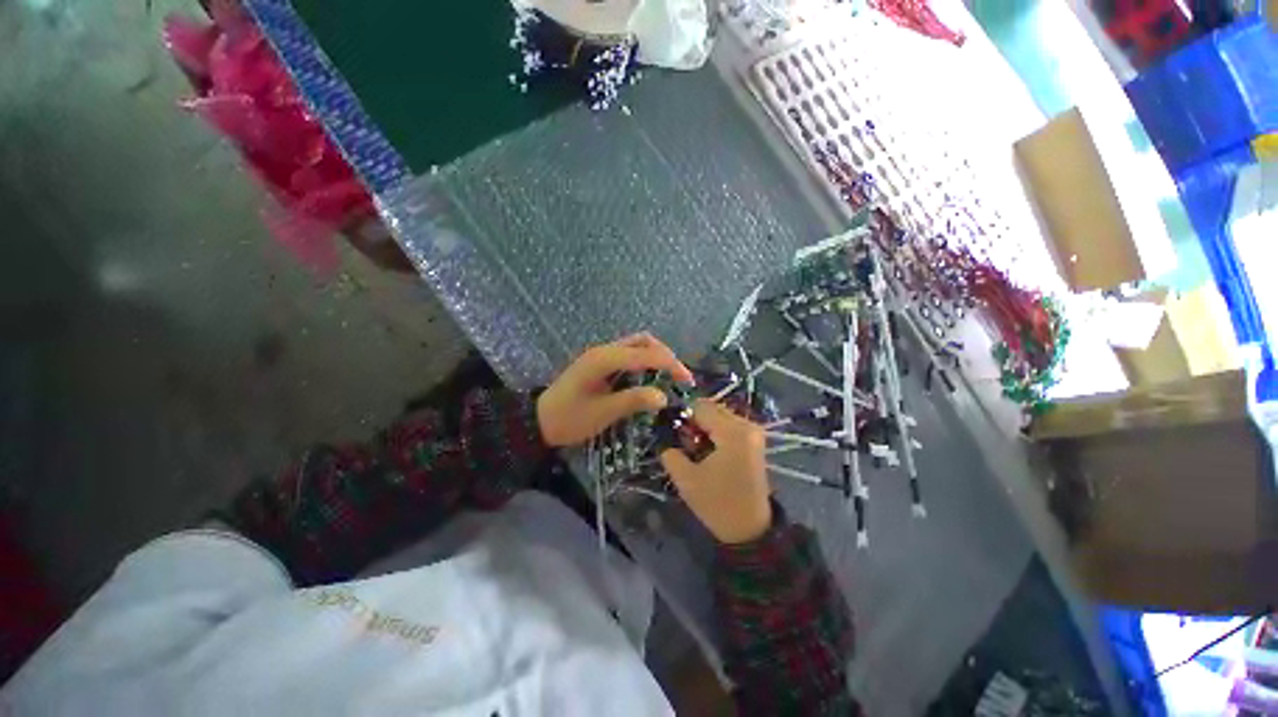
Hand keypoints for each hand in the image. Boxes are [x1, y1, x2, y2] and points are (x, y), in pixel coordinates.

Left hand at [537, 333, 694, 447]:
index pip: (646, 354)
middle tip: (679, 377)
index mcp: (604, 359)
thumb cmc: (570, 419)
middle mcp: (604, 350)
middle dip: (665, 355)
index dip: (670, 364)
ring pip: (636, 345)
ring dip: (656, 357)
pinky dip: (645, 362)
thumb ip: (633, 401)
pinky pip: (629, 355)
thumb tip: (663, 397)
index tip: (687, 381)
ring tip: (669, 377)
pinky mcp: (600, 363)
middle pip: (643, 341)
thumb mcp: (603, 413)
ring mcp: (601, 355)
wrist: (539, 421)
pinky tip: (650, 378)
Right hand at [660, 400, 771, 544]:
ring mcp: (753, 432)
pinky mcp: (754, 440)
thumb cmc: (718, 505)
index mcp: (733, 432)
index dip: (682, 416)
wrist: (751, 530)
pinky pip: (728, 425)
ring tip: (696, 450)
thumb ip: (670, 451)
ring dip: (704, 427)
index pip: (700, 407)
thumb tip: (663, 433)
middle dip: (694, 422)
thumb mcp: (686, 479)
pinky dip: (715, 433)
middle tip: (684, 444)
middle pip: (711, 408)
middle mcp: (747, 425)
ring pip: (719, 415)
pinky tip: (709, 452)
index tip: (672, 434)